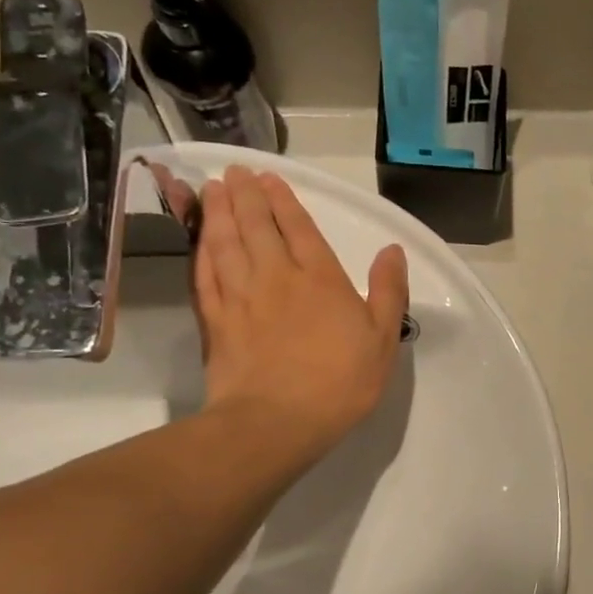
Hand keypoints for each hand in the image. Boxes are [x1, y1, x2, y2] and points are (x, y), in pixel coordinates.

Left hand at [159, 165, 407, 473]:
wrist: (277, 421)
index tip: (269, 178)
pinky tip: (200, 241)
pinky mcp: (215, 321)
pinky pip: (205, 275)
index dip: (283, 201)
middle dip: (245, 196)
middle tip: (234, 172)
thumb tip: (392, 251)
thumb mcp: (383, 338)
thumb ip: (388, 291)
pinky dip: (201, 252)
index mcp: (320, 278)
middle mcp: (276, 276)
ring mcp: (240, 297)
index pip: (299, 228)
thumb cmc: (341, 381)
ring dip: (218, 214)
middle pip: (256, 226)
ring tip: (212, 190)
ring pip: (225, 243)